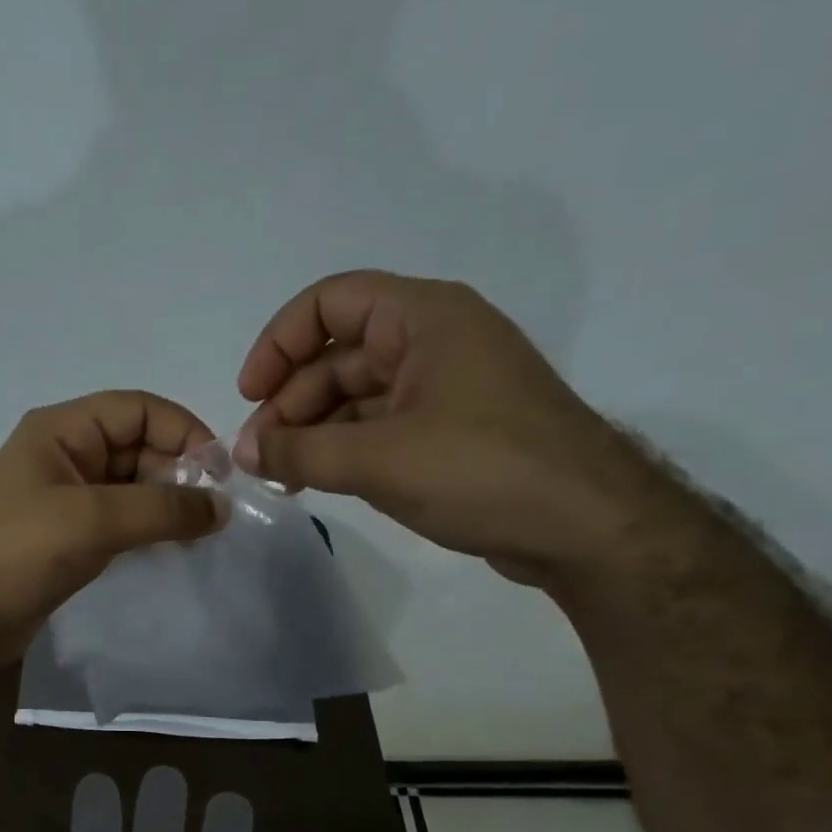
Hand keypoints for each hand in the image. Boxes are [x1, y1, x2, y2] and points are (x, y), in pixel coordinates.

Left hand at [0, 391, 228, 669]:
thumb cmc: (19, 553)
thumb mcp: (93, 520)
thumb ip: (162, 509)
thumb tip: (222, 508)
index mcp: (62, 431)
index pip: (137, 409)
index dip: (182, 430)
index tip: (219, 472)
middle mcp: (67, 456)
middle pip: (138, 445)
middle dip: (179, 471)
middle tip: (214, 513)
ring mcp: (68, 498)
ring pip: (134, 485)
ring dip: (168, 503)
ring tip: (202, 533)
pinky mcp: (71, 536)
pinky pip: (123, 519)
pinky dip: (151, 528)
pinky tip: (176, 549)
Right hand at [232, 271, 674, 587]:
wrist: (588, 529)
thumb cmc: (482, 471)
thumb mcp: (377, 460)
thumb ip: (299, 453)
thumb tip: (243, 453)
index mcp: (425, 318)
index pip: (331, 302)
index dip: (280, 343)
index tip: (250, 395)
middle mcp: (435, 341)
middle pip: (339, 354)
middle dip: (291, 402)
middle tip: (259, 455)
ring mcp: (447, 388)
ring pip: (357, 396)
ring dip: (313, 431)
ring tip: (280, 477)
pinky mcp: (454, 432)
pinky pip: (381, 427)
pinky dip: (345, 450)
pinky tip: (317, 483)